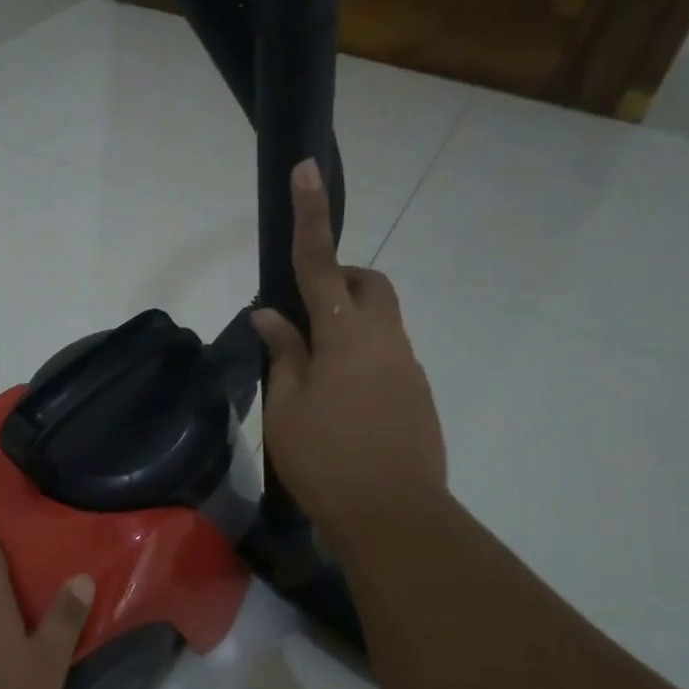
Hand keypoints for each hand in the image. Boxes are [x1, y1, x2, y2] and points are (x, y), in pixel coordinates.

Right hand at [251, 159, 447, 555]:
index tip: (307, 169)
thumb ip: (282, 354)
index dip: (311, 217)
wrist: (394, 518)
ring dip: (346, 327)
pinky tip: (337, 405)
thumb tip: (272, 316)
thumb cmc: (326, 460)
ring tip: (310, 375)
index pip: (321, 265)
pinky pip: (385, 356)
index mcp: (346, 336)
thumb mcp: (286, 407)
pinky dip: (359, 359)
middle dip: (338, 280)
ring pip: (378, 322)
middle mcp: (385, 340)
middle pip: (367, 286)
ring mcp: (407, 368)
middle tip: (301, 316)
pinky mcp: (417, 395)